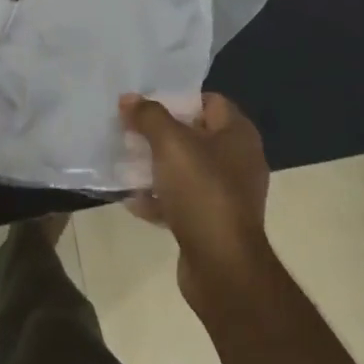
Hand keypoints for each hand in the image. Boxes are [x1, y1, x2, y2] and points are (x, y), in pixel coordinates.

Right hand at [119, 92, 272, 301]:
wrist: (221, 265)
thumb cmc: (202, 192)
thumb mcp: (171, 144)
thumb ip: (149, 116)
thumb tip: (129, 98)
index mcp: (238, 135)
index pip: (209, 101)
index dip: (177, 99)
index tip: (145, 106)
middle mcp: (238, 161)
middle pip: (194, 135)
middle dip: (160, 135)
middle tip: (129, 133)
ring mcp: (227, 194)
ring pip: (185, 170)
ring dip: (155, 168)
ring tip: (125, 165)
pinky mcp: (213, 222)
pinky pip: (182, 201)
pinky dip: (160, 199)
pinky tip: (134, 201)